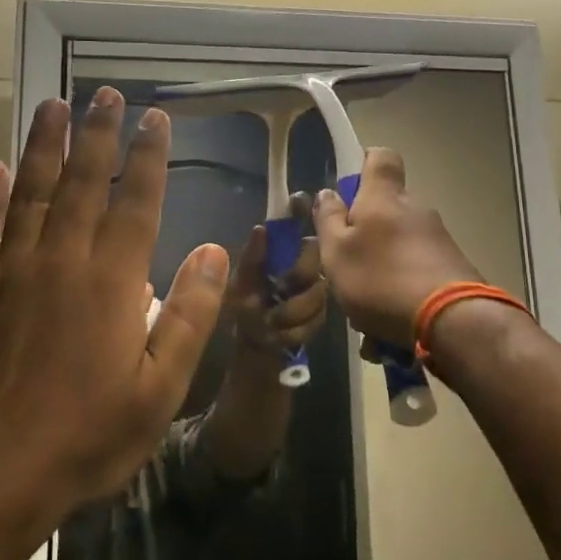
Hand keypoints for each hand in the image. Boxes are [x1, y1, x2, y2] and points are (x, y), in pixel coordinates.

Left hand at [0, 90, 229, 516]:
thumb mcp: (160, 389)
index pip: (137, 200)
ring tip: (53, 105)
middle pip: (83, 181)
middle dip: (98, 133)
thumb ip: (190, 314)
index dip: (149, 155)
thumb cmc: (85, 437)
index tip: (156, 118)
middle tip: (105, 93)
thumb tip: (216, 250)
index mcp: (111, 280)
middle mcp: (60, 259)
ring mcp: (9, 272)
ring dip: (45, 145)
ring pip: (31, 192)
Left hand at [222, 195, 328, 361]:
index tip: (298, 201)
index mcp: (278, 254)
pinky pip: (318, 318)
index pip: (292, 224)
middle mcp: (299, 266)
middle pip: (314, 254)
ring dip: (294, 310)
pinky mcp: (319, 318)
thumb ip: (252, 260)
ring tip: (273, 323)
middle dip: (298, 275)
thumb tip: (261, 228)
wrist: (254, 358)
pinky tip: (282, 337)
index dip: (298, 210)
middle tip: (280, 291)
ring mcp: (313, 291)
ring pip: (318, 290)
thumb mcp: (241, 287)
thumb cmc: (243, 315)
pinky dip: (297, 330)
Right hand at [312, 148, 480, 347]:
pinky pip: (416, 273)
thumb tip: (327, 193)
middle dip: (366, 233)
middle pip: (387, 208)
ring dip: (381, 271)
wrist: (452, 321)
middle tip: (346, 266)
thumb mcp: (337, 253)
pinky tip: (389, 332)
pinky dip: (400, 294)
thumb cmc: (382, 279)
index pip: (380, 157)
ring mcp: (438, 239)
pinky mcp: (453, 268)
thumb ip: (328, 220)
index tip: (347, 189)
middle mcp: (415, 209)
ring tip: (366, 316)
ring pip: (399, 246)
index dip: (363, 163)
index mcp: (384, 197)